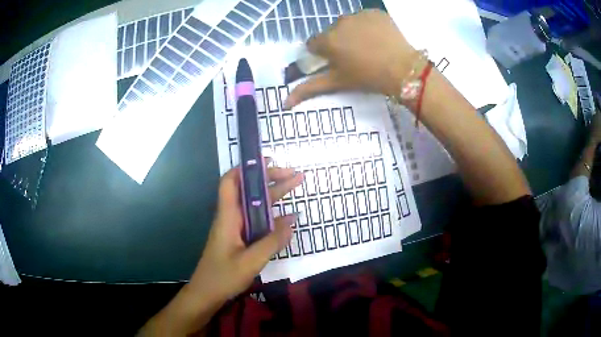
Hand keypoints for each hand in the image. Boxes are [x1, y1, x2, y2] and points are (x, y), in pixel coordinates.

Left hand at [188, 165, 303, 302]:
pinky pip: (256, 221)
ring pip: (254, 205)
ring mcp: (235, 228)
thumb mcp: (251, 261)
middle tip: (295, 175)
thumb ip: (272, 241)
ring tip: (295, 186)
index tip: (268, 162)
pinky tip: (286, 217)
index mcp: (228, 216)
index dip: (246, 168)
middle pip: (248, 191)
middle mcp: (231, 217)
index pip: (230, 182)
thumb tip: (292, 221)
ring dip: (273, 195)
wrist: (206, 294)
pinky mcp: (239, 239)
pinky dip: (271, 215)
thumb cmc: (223, 277)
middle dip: (271, 180)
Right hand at [285, 10, 416, 107]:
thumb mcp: (337, 83)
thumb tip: (284, 103)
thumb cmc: (367, 78)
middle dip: (338, 43)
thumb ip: (309, 89)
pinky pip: (365, 18)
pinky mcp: (375, 12)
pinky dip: (369, 26)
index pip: (314, 44)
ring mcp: (358, 15)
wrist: (404, 70)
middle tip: (356, 57)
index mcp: (327, 41)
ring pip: (348, 24)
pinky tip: (379, 38)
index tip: (336, 62)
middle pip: (331, 33)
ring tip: (369, 47)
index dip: (323, 54)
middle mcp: (338, 23)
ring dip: (353, 32)